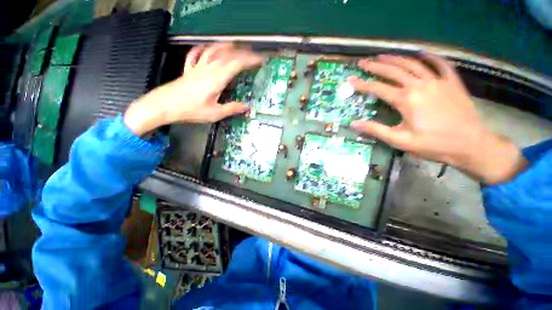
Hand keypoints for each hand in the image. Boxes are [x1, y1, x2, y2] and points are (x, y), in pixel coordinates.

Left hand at [124, 43, 261, 135]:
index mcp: (216, 79)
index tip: (260, 60)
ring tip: (234, 45)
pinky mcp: (188, 70)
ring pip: (212, 51)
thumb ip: (232, 109)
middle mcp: (208, 69)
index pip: (236, 64)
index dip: (249, 60)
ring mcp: (197, 68)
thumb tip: (247, 107)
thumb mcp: (214, 113)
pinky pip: (196, 55)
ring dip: (224, 46)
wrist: (163, 106)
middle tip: (252, 54)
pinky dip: (202, 49)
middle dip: (241, 53)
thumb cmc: (190, 110)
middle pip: (226, 55)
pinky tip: (205, 48)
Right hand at [349, 54, 526, 184]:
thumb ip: (375, 130)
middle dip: (375, 66)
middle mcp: (420, 85)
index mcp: (406, 100)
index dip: (362, 84)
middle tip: (363, 62)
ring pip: (413, 64)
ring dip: (396, 58)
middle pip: (393, 71)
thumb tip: (353, 124)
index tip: (350, 80)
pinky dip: (430, 57)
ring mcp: (438, 81)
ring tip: (383, 55)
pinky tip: (421, 54)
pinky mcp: (452, 82)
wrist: (470, 144)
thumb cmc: (432, 144)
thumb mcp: (399, 140)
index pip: (378, 88)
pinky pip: (440, 64)